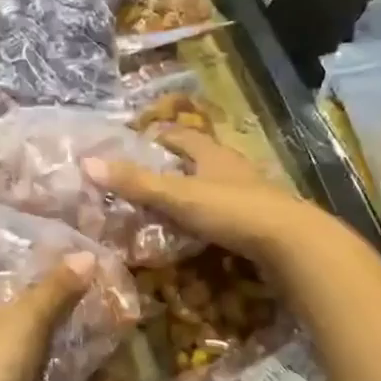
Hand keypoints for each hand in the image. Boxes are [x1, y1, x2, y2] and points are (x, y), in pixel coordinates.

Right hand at [86, 128, 334, 278]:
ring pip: (212, 187)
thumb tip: (87, 163)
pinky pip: (223, 214)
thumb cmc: (233, 210)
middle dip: (172, 167)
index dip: (158, 137)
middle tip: (142, 179)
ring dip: (189, 194)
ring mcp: (248, 195)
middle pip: (198, 160)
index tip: (136, 143)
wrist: (292, 244)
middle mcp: (232, 168)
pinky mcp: (258, 222)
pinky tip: (193, 234)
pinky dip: (204, 219)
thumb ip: (136, 183)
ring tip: (162, 208)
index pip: (181, 137)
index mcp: (213, 154)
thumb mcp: (178, 196)